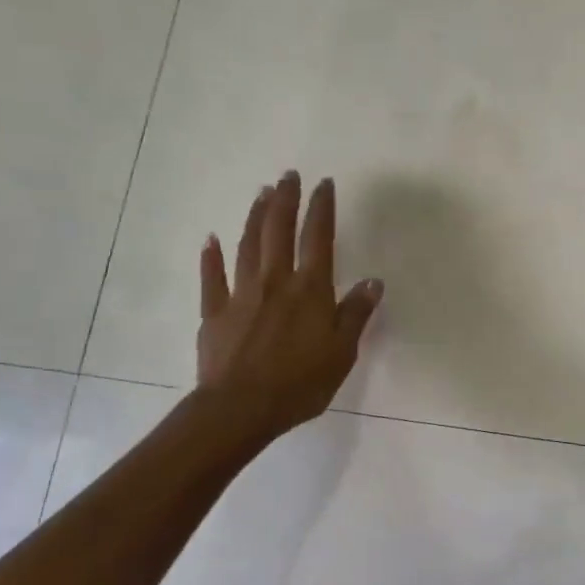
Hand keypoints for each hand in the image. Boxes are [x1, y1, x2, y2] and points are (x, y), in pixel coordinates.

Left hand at [197, 170, 382, 443]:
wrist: (241, 408)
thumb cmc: (300, 383)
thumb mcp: (342, 352)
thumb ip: (356, 314)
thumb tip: (373, 281)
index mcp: (310, 290)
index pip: (318, 238)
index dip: (321, 208)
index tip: (323, 184)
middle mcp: (275, 282)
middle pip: (279, 231)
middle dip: (286, 200)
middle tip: (288, 175)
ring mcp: (240, 294)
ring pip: (247, 245)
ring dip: (255, 216)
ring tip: (262, 193)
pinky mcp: (214, 312)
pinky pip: (212, 277)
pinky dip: (211, 256)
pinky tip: (210, 239)